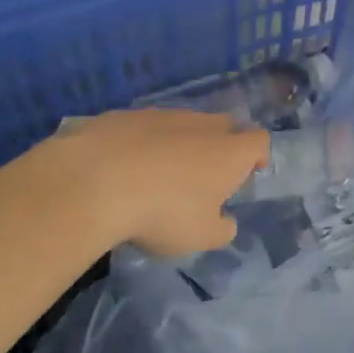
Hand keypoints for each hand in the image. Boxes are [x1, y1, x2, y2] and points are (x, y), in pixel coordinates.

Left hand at [35, 109, 269, 254]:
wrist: (94, 181)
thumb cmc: (162, 212)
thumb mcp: (200, 237)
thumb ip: (222, 229)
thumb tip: (226, 221)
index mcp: (229, 152)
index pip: (259, 140)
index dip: (258, 156)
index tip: (248, 174)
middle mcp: (202, 125)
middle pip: (225, 126)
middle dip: (222, 146)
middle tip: (206, 176)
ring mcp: (163, 115)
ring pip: (184, 124)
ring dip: (181, 144)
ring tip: (160, 175)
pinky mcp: (126, 115)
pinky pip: (146, 127)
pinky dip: (144, 142)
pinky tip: (125, 167)